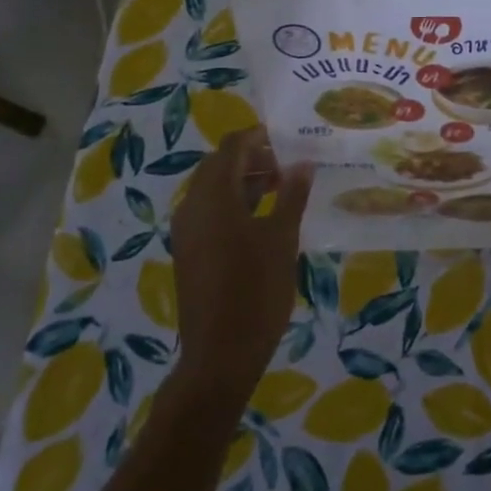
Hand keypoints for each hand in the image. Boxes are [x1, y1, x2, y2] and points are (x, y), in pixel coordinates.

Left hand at [171, 127, 313, 397]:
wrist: (220, 353)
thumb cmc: (256, 291)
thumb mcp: (282, 238)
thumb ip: (292, 195)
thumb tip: (303, 163)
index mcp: (213, 196)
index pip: (231, 147)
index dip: (258, 137)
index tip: (288, 138)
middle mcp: (192, 206)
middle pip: (219, 165)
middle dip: (252, 158)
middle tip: (288, 164)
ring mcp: (187, 231)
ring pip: (214, 190)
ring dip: (244, 181)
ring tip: (282, 187)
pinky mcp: (189, 251)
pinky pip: (210, 212)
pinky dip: (234, 204)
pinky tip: (263, 218)